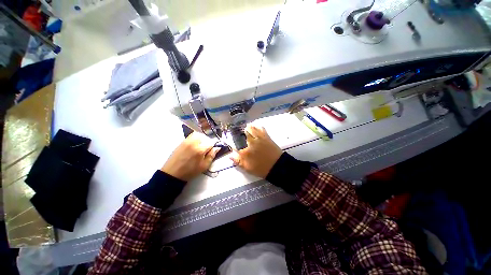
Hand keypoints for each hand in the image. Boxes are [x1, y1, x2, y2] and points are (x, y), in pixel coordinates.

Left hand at [161, 132, 219, 180]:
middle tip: (207, 148)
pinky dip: (195, 138)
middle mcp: (194, 143)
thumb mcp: (204, 166)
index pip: (211, 143)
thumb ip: (211, 156)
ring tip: (201, 145)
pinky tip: (194, 145)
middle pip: (204, 137)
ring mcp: (187, 141)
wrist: (173, 173)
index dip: (214, 145)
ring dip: (201, 138)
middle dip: (207, 141)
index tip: (214, 149)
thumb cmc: (190, 171)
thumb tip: (217, 148)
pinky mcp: (182, 142)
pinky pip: (191, 136)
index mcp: (200, 150)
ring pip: (198, 134)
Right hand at [230, 125, 282, 178]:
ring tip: (246, 126)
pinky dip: (258, 127)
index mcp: (246, 151)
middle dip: (239, 132)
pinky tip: (257, 126)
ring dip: (248, 128)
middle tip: (237, 131)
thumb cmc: (261, 168)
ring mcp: (259, 139)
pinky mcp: (267, 137)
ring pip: (252, 130)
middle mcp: (251, 143)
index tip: (230, 141)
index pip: (235, 145)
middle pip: (243, 134)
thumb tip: (230, 156)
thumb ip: (238, 162)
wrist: (277, 166)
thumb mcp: (248, 168)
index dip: (231, 142)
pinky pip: (261, 129)